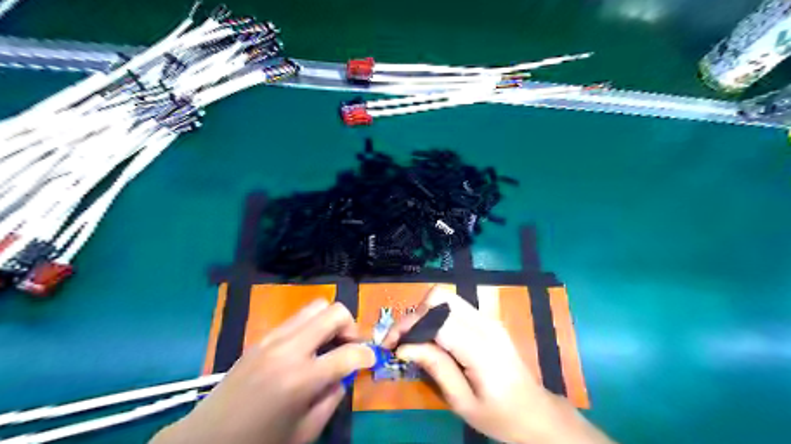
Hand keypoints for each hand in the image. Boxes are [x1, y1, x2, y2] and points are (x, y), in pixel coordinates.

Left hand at [154, 299, 375, 443]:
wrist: (205, 441)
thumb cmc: (259, 443)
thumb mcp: (306, 431)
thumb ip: (333, 397)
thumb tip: (345, 373)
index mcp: (301, 379)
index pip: (349, 353)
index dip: (367, 355)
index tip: (371, 359)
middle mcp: (288, 349)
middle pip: (333, 312)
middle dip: (351, 326)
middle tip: (350, 346)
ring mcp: (272, 338)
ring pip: (315, 307)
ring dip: (330, 322)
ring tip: (329, 345)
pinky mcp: (262, 337)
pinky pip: (296, 319)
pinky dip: (311, 327)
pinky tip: (306, 350)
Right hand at [381, 289, 610, 443]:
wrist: (536, 412)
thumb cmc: (500, 415)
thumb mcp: (463, 402)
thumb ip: (436, 368)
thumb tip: (404, 347)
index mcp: (480, 347)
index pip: (437, 320)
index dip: (409, 326)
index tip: (389, 344)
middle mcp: (484, 324)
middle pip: (440, 298)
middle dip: (414, 315)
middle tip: (400, 340)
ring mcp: (487, 319)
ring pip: (445, 298)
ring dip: (423, 314)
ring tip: (411, 339)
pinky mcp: (486, 320)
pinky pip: (454, 307)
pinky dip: (435, 316)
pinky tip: (429, 337)